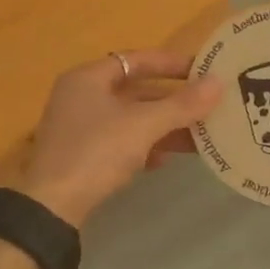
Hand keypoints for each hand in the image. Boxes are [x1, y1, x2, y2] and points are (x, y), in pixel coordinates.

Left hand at [21, 50, 222, 228]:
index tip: (202, 70)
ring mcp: (79, 127)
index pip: (136, 60)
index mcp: (88, 78)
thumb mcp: (142, 126)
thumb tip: (218, 83)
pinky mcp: (82, 156)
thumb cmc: (95, 153)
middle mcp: (81, 96)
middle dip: (171, 101)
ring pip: (130, 119)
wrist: (51, 208)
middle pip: (135, 91)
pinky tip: (164, 160)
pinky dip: (144, 146)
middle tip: (206, 105)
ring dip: (162, 126)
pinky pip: (120, 142)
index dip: (170, 63)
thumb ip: (181, 105)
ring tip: (198, 135)